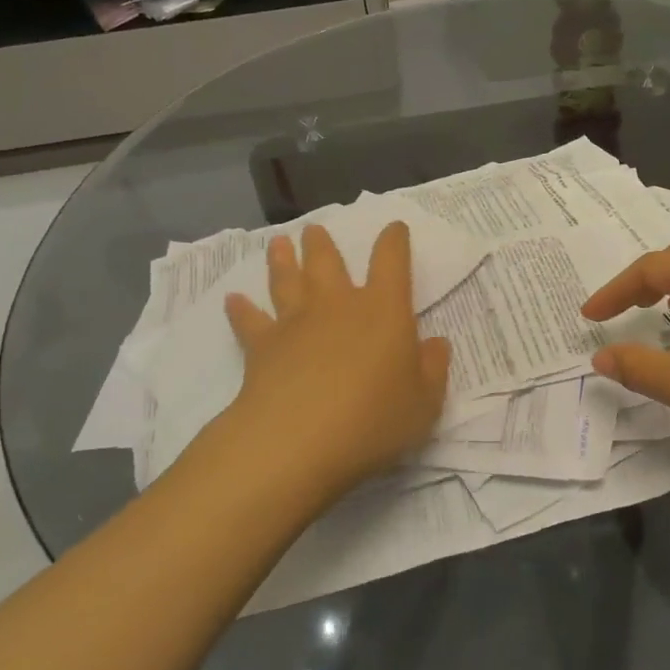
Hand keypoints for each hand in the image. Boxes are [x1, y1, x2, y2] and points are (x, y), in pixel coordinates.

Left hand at [222, 223, 450, 496]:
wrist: (298, 441)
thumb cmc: (373, 419)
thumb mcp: (424, 402)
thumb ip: (432, 369)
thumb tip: (437, 343)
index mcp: (384, 311)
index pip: (392, 263)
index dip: (394, 242)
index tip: (394, 228)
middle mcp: (338, 305)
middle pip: (328, 263)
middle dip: (323, 244)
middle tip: (314, 229)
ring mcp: (296, 323)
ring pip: (287, 281)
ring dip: (283, 261)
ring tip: (278, 243)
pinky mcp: (262, 347)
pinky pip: (249, 322)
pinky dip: (241, 310)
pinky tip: (233, 299)